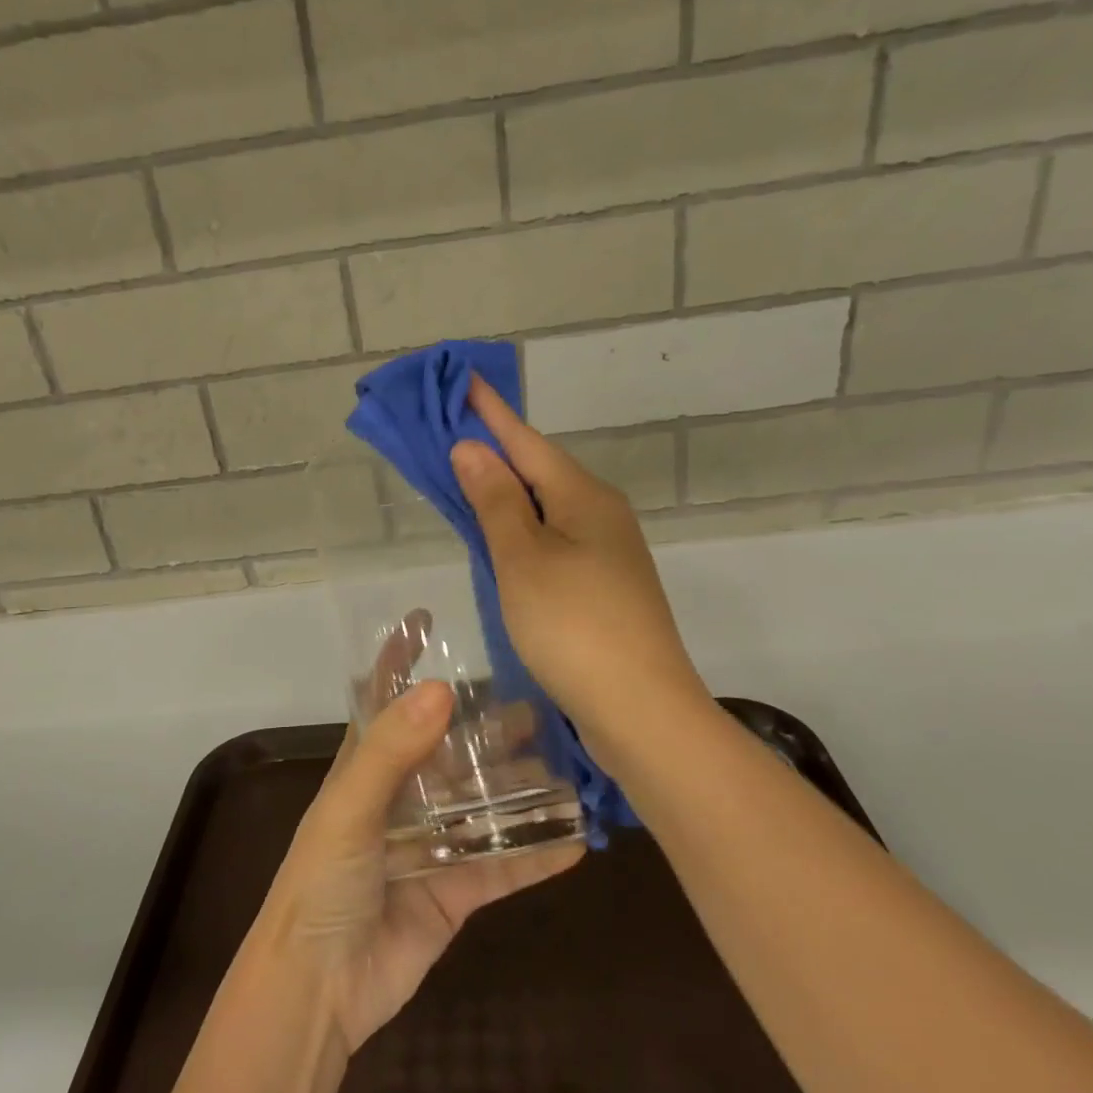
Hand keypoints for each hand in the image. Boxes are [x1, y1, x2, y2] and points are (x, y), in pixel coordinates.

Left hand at [250, 663, 581, 1054]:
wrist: (319, 990)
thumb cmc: (322, 883)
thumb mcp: (350, 808)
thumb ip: (392, 751)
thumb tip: (441, 689)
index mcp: (367, 768)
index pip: (384, 699)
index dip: (399, 657)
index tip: (426, 617)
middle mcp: (402, 797)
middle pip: (453, 750)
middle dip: (489, 728)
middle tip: (541, 707)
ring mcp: (432, 844)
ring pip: (486, 805)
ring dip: (523, 789)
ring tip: (572, 765)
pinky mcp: (456, 891)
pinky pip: (503, 866)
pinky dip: (537, 854)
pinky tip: (578, 839)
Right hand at [450, 377, 710, 752]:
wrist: (642, 711)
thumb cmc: (575, 627)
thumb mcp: (524, 559)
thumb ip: (495, 502)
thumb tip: (472, 448)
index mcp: (584, 498)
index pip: (526, 441)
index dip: (491, 413)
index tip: (463, 381)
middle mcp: (602, 515)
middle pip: (539, 471)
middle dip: (495, 451)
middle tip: (450, 434)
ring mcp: (608, 554)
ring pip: (547, 509)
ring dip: (507, 493)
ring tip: (466, 481)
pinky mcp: (604, 589)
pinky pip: (553, 542)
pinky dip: (522, 531)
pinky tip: (502, 542)